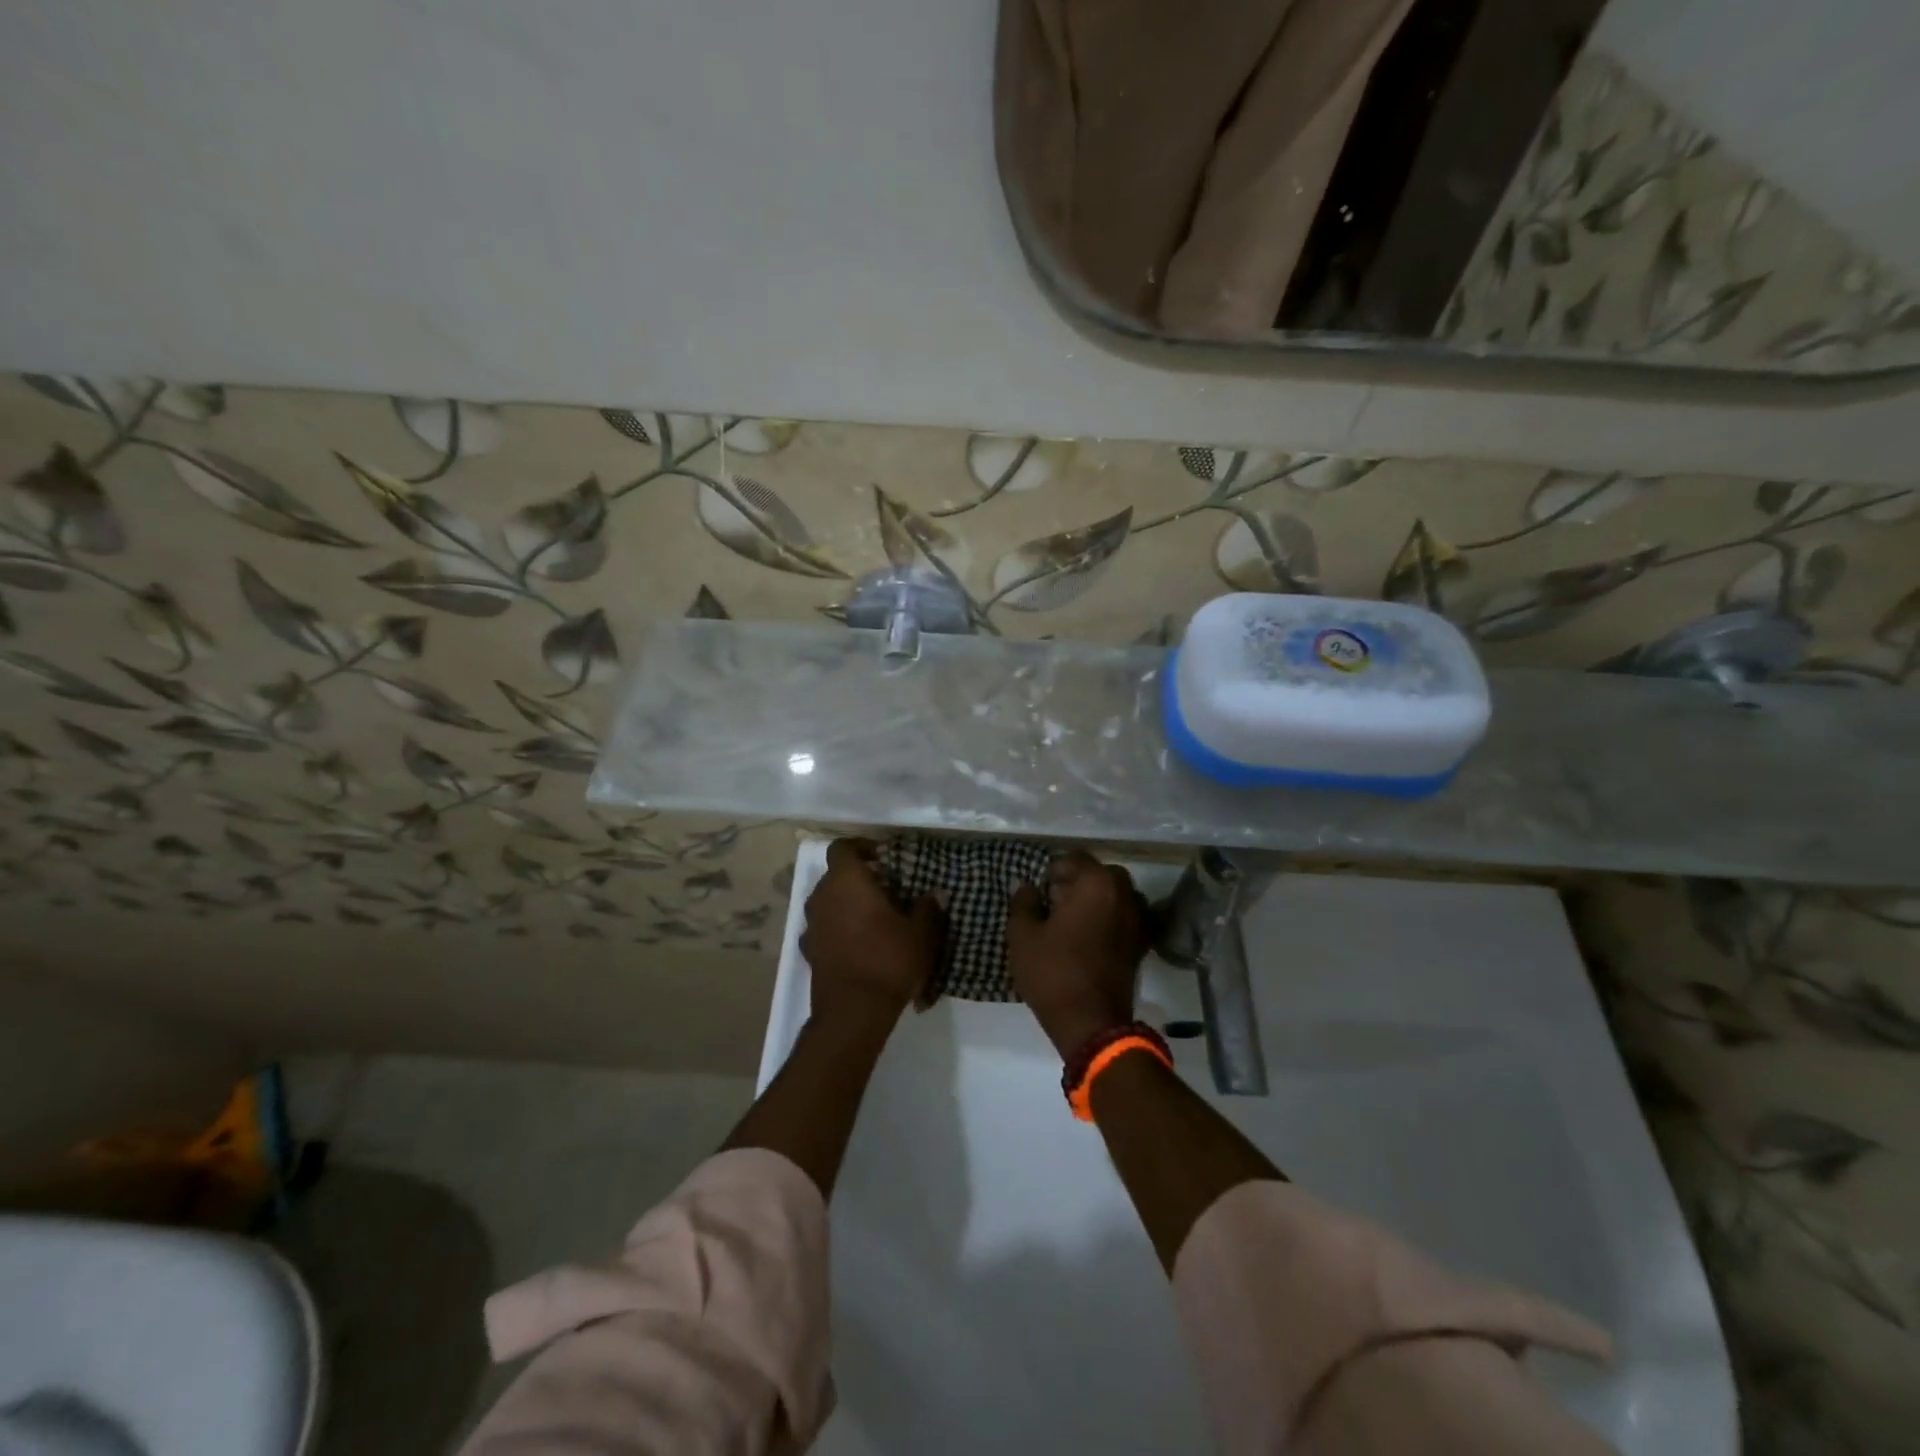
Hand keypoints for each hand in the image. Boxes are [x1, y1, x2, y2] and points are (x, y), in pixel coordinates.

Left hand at [800, 838, 945, 1026]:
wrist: (853, 1012)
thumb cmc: (888, 960)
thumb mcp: (920, 933)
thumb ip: (927, 908)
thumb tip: (936, 894)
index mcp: (846, 880)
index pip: (843, 847)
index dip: (862, 848)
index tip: (884, 858)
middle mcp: (822, 896)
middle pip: (836, 875)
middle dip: (860, 878)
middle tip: (889, 890)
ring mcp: (811, 925)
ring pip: (829, 902)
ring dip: (848, 904)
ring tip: (877, 918)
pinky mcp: (809, 951)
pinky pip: (826, 928)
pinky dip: (840, 929)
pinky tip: (861, 944)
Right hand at [1008, 851, 1151, 1059]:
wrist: (1092, 1024)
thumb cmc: (1053, 973)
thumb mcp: (1023, 936)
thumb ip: (1023, 902)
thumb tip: (1024, 885)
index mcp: (1096, 883)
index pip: (1074, 858)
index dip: (1052, 870)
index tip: (1038, 892)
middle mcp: (1124, 894)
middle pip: (1098, 874)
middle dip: (1076, 883)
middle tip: (1053, 905)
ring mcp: (1137, 919)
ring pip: (1114, 894)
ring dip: (1094, 900)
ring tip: (1071, 922)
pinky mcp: (1141, 942)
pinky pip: (1123, 916)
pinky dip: (1107, 918)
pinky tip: (1088, 938)